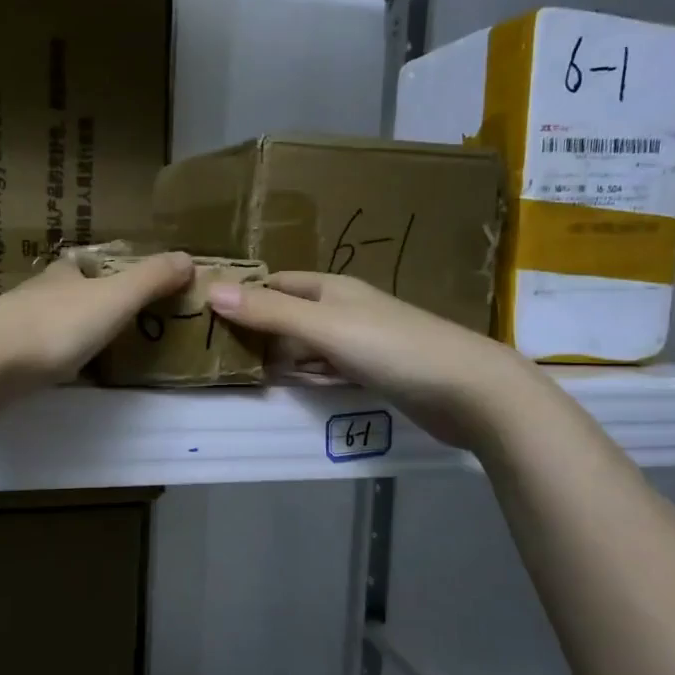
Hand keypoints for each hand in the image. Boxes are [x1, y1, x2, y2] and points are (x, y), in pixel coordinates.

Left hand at [0, 252, 194, 409]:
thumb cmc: (54, 327)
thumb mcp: (114, 300)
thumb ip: (150, 280)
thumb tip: (189, 257)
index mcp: (61, 278)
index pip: (79, 265)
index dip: (97, 270)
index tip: (116, 283)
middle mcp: (33, 296)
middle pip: (58, 294)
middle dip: (77, 302)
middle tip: (106, 323)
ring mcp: (9, 328)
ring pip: (40, 323)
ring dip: (59, 332)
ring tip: (84, 352)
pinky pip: (25, 355)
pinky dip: (40, 360)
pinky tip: (50, 376)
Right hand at [205, 271, 537, 440]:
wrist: (468, 391)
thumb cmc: (392, 348)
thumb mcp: (323, 328)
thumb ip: (269, 313)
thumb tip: (210, 290)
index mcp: (331, 288)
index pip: (276, 283)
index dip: (244, 295)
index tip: (206, 315)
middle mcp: (343, 309)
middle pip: (288, 315)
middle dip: (259, 332)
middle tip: (218, 356)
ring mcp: (360, 342)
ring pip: (306, 346)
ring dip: (282, 358)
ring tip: (244, 375)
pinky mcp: (373, 372)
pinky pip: (327, 370)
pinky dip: (309, 377)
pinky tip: (296, 388)